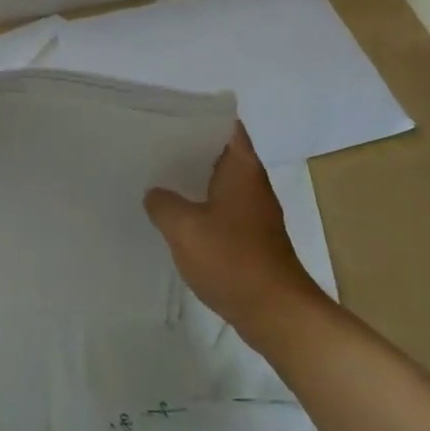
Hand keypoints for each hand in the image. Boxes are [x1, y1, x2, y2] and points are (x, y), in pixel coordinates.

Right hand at [145, 123, 330, 344]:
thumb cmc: (232, 259)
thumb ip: (163, 203)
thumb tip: (155, 194)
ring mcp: (254, 212)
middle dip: (189, 149)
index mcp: (242, 168)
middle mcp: (252, 183)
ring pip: (219, 183)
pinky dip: (201, 208)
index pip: (225, 124)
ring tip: (157, 179)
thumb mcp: (184, 227)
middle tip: (152, 146)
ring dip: (193, 181)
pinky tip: (176, 219)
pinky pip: (221, 210)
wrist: (277, 313)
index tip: (168, 117)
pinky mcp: (251, 238)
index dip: (199, 117)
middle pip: (219, 153)